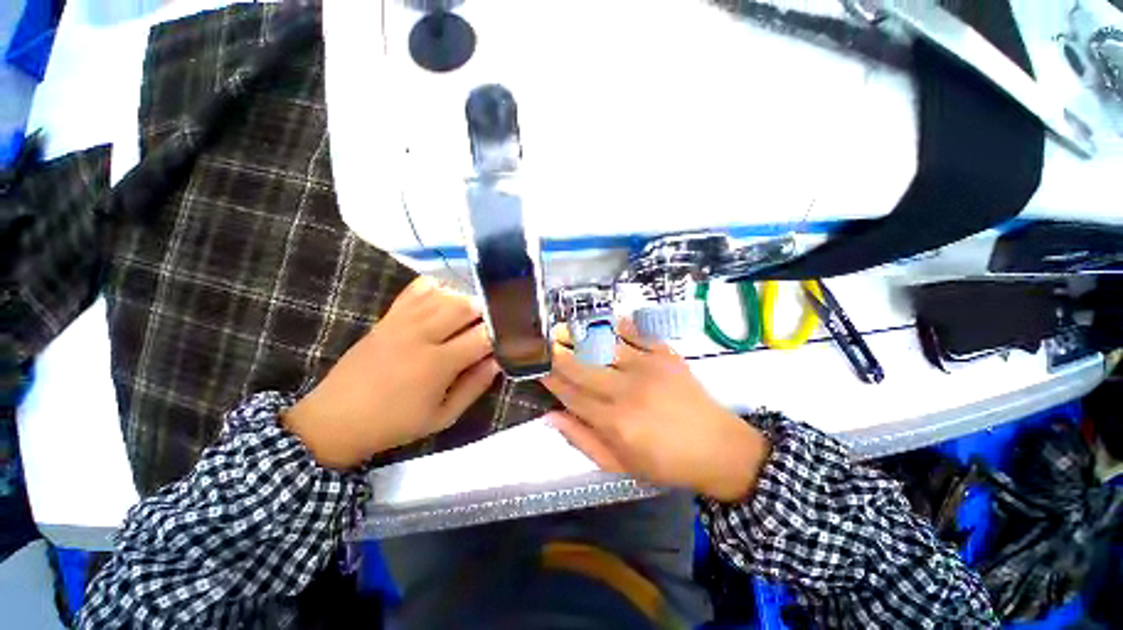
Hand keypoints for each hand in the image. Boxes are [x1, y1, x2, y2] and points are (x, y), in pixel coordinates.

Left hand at [284, 277, 499, 469]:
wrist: (336, 419)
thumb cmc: (395, 423)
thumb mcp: (443, 416)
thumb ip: (475, 386)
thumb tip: (498, 361)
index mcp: (437, 364)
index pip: (482, 336)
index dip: (500, 334)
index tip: (508, 337)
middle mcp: (422, 335)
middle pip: (465, 306)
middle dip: (486, 311)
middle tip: (493, 323)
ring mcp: (402, 321)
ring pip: (445, 294)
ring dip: (466, 299)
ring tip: (474, 313)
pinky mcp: (388, 317)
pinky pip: (417, 289)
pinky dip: (437, 288)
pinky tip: (445, 298)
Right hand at [541, 320, 770, 501]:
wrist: (717, 448)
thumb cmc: (665, 462)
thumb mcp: (619, 465)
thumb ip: (582, 440)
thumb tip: (551, 416)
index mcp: (614, 422)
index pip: (571, 394)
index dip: (551, 379)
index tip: (538, 368)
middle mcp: (627, 391)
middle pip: (581, 366)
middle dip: (558, 353)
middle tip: (544, 343)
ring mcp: (647, 368)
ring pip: (603, 346)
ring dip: (580, 336)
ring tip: (564, 328)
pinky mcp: (665, 355)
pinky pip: (636, 333)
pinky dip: (618, 325)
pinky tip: (604, 323)